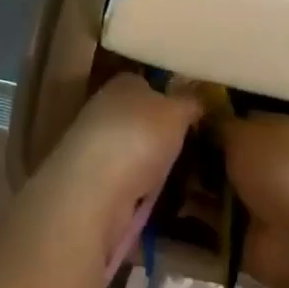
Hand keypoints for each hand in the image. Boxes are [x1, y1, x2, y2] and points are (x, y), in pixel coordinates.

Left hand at [17, 73, 199, 278]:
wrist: (95, 189)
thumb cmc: (139, 137)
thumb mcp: (177, 112)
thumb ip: (189, 103)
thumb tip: (197, 97)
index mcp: (123, 83)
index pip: (148, 84)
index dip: (170, 98)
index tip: (193, 117)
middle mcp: (104, 108)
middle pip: (139, 119)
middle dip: (161, 135)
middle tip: (194, 152)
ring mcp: (95, 146)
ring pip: (132, 152)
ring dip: (152, 167)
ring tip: (185, 183)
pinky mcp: (91, 182)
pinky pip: (126, 183)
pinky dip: (141, 192)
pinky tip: (160, 204)